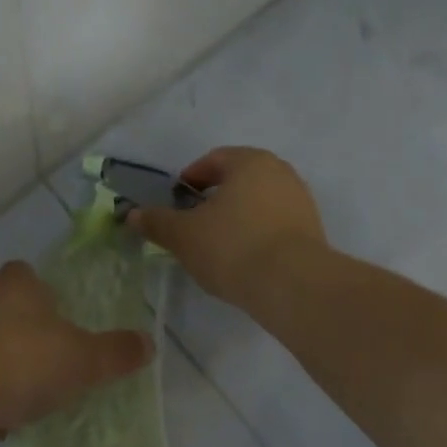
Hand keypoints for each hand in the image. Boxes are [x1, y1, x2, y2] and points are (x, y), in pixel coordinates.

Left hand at [0, 261, 151, 446]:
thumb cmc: (20, 361)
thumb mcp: (81, 360)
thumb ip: (115, 353)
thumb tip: (148, 342)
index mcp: (19, 283)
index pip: (33, 278)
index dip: (49, 300)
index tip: (64, 329)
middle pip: (12, 314)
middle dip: (30, 342)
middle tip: (54, 372)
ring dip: (7, 374)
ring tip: (29, 405)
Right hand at [129, 146, 326, 311]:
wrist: (294, 286)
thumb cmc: (233, 246)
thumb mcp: (183, 235)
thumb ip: (157, 221)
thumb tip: (132, 214)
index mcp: (250, 161)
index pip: (213, 160)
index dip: (190, 179)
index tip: (177, 202)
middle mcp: (280, 172)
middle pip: (239, 179)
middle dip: (215, 198)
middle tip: (194, 222)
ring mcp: (301, 201)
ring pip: (258, 202)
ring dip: (237, 217)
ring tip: (218, 245)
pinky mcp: (314, 231)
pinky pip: (276, 224)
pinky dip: (257, 234)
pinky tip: (245, 259)